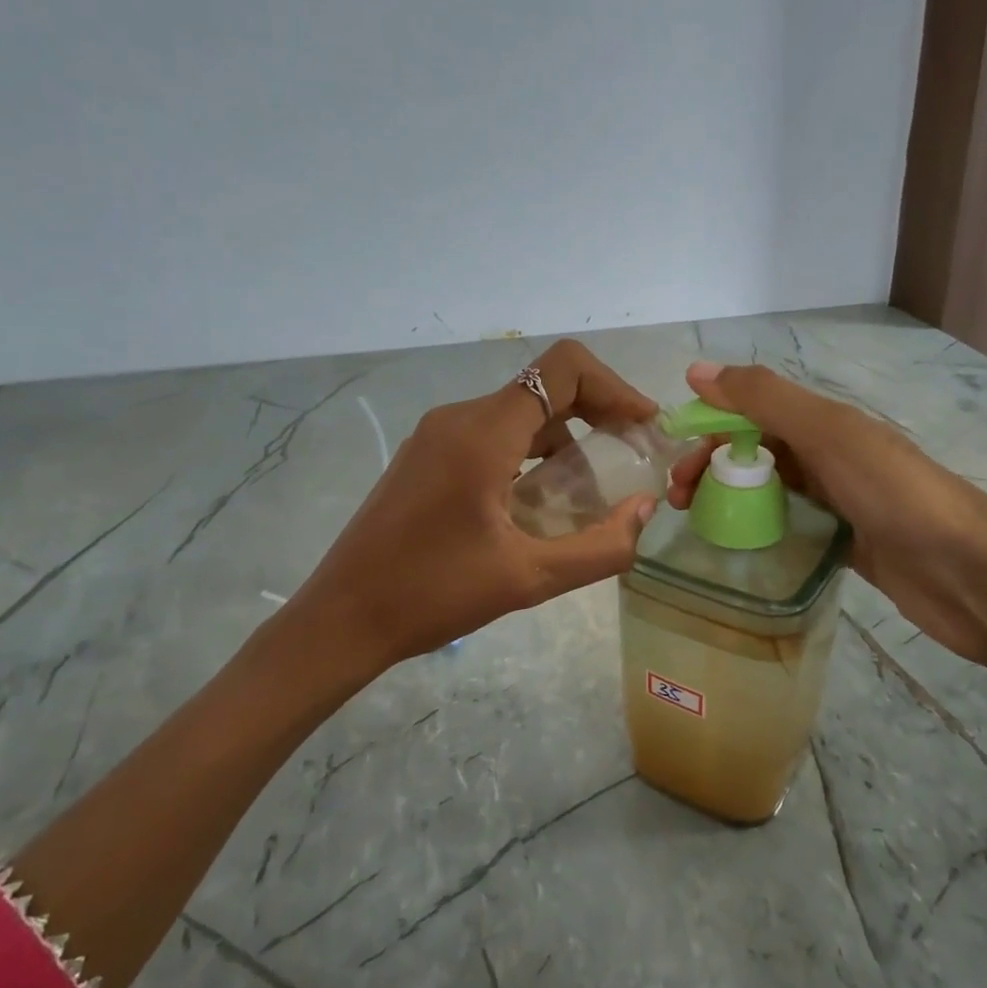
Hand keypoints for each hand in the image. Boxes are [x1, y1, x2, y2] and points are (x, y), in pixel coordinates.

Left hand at [290, 340, 661, 674]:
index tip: (644, 427)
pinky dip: (531, 455)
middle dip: (597, 415)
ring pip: (520, 415)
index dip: (614, 387)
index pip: (563, 369)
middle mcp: (459, 418)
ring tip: (589, 495)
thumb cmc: (433, 595)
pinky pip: (493, 436)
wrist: (342, 618)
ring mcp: (437, 435)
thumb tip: (644, 509)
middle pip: (545, 388)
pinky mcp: (427, 456)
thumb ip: (601, 546)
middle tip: (630, 460)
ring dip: (564, 441)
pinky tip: (540, 504)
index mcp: (482, 434)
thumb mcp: (529, 579)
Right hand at [666, 360, 986, 671]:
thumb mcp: (827, 434)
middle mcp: (829, 456)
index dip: (710, 425)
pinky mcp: (845, 545)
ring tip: (696, 524)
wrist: (970, 574)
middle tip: (679, 501)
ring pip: (770, 490)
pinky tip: (736, 548)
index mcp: (825, 423)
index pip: (752, 411)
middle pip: (756, 451)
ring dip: (730, 498)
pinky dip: (761, 531)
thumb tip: (696, 370)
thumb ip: (764, 399)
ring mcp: (838, 502)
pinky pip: (791, 528)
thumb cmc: (894, 493)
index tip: (676, 459)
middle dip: (713, 466)